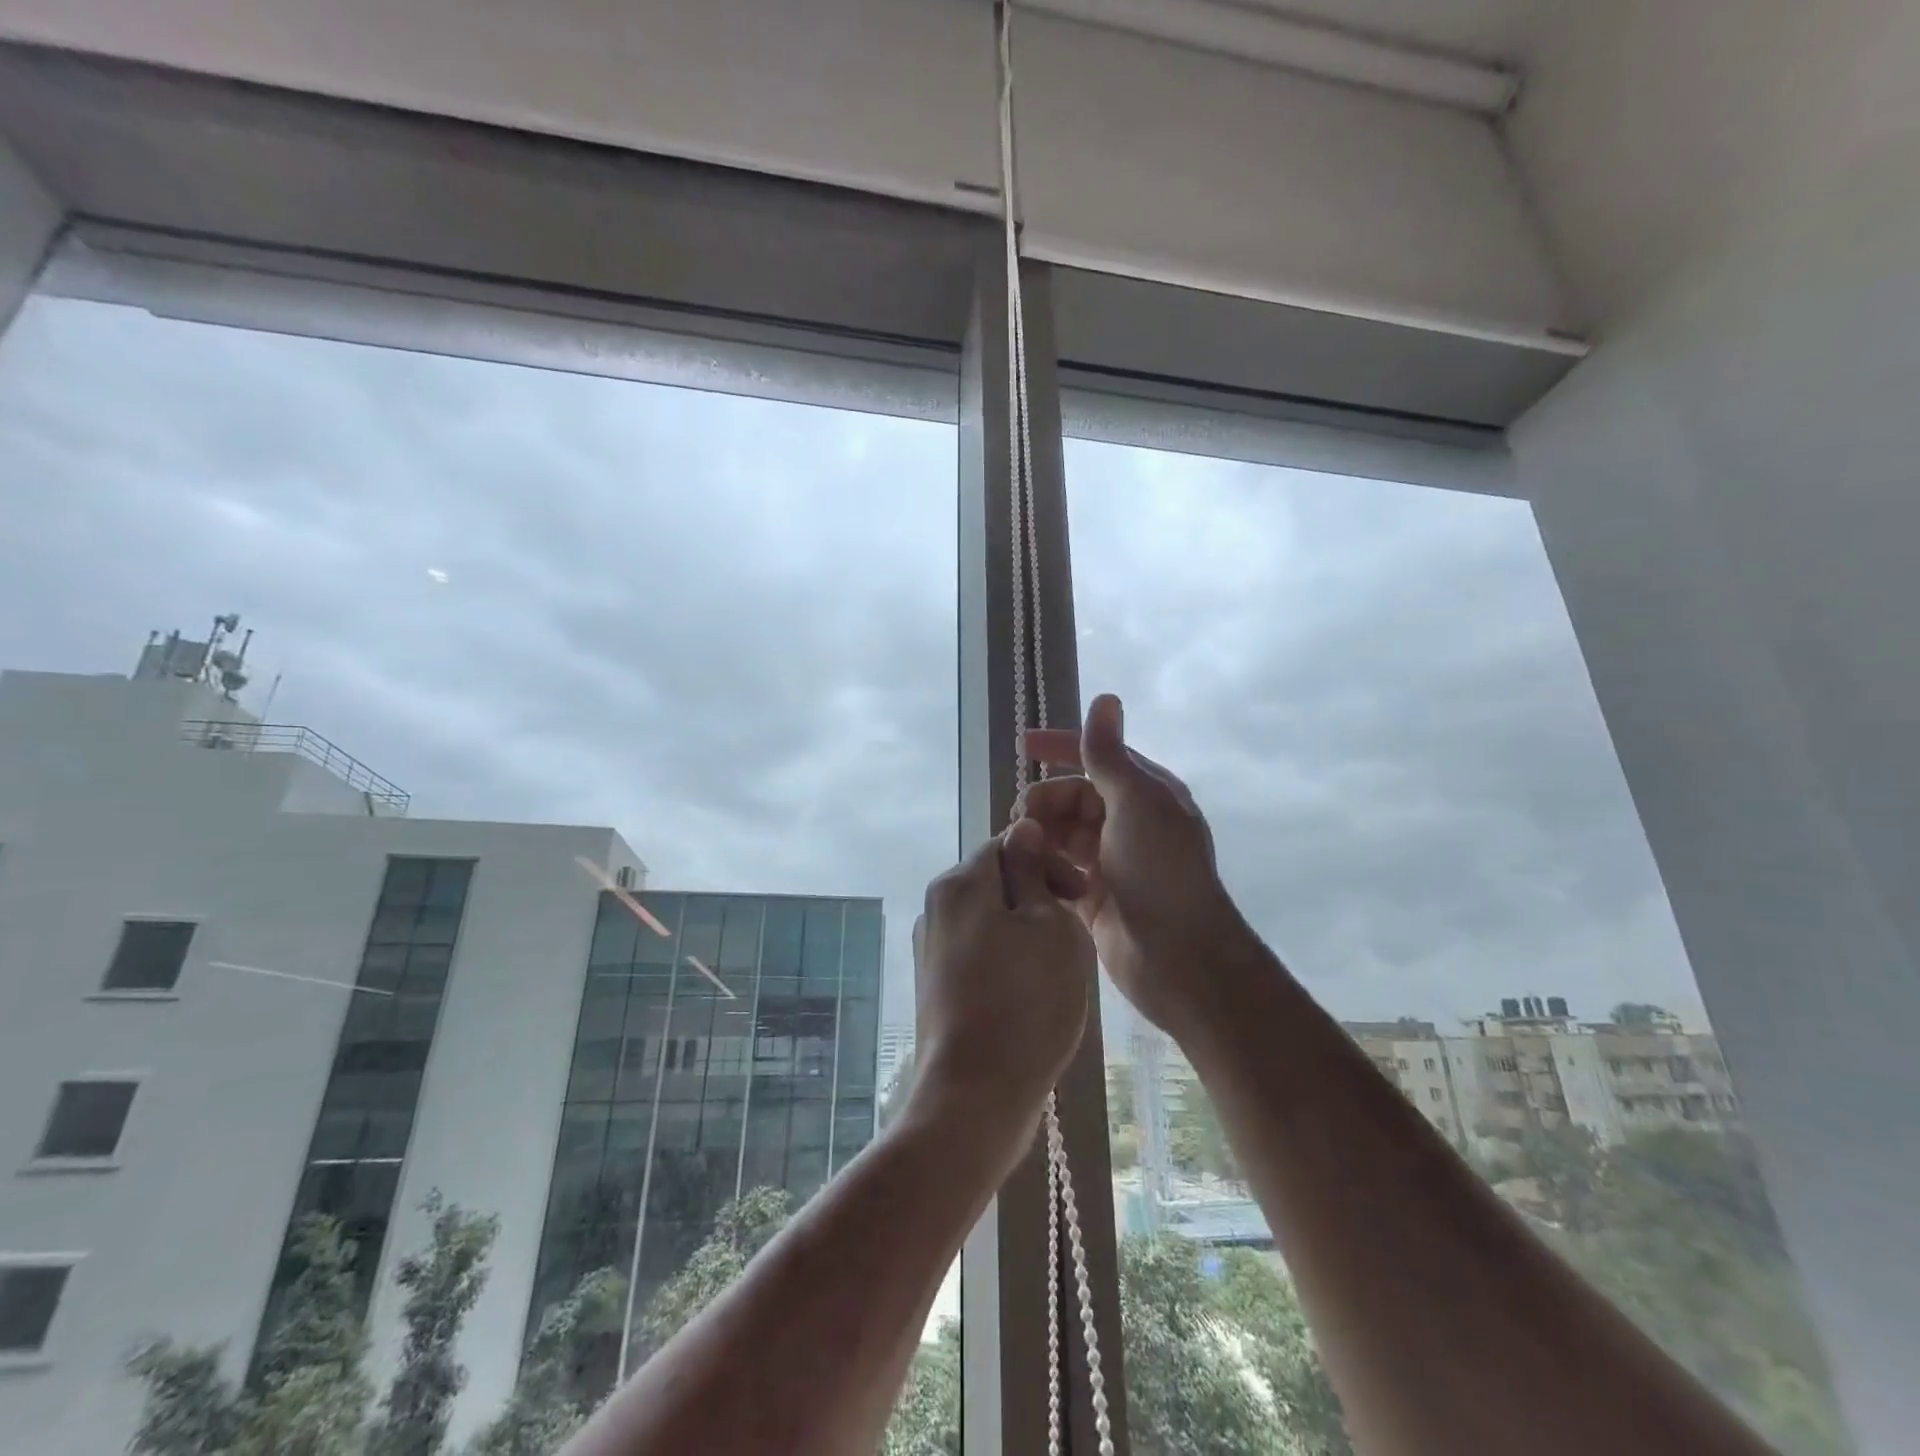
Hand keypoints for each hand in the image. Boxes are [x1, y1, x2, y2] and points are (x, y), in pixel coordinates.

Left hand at [908, 819, 1094, 1167]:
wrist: (975, 1095)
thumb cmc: (1026, 1001)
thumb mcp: (1048, 925)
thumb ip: (1032, 871)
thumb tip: (1023, 830)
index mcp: (959, 883)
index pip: (1008, 843)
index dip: (1050, 861)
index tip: (1080, 895)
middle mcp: (935, 907)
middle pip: (995, 880)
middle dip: (1038, 896)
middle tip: (1073, 934)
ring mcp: (930, 948)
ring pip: (989, 919)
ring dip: (1025, 930)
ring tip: (1056, 967)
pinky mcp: (935, 985)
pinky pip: (978, 952)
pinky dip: (1007, 959)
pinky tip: (1029, 993)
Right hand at [1024, 694, 1249, 1036]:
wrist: (1179, 957)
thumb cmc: (1161, 871)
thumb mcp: (1136, 803)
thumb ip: (1110, 755)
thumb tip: (1105, 698)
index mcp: (1146, 794)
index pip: (1098, 757)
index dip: (1061, 746)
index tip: (1023, 745)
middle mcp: (1129, 823)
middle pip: (1073, 796)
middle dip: (1045, 800)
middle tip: (1021, 819)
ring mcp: (1111, 861)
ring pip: (1062, 833)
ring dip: (1041, 834)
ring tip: (1023, 848)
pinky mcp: (1094, 896)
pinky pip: (1059, 868)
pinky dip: (1044, 866)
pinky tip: (1030, 872)